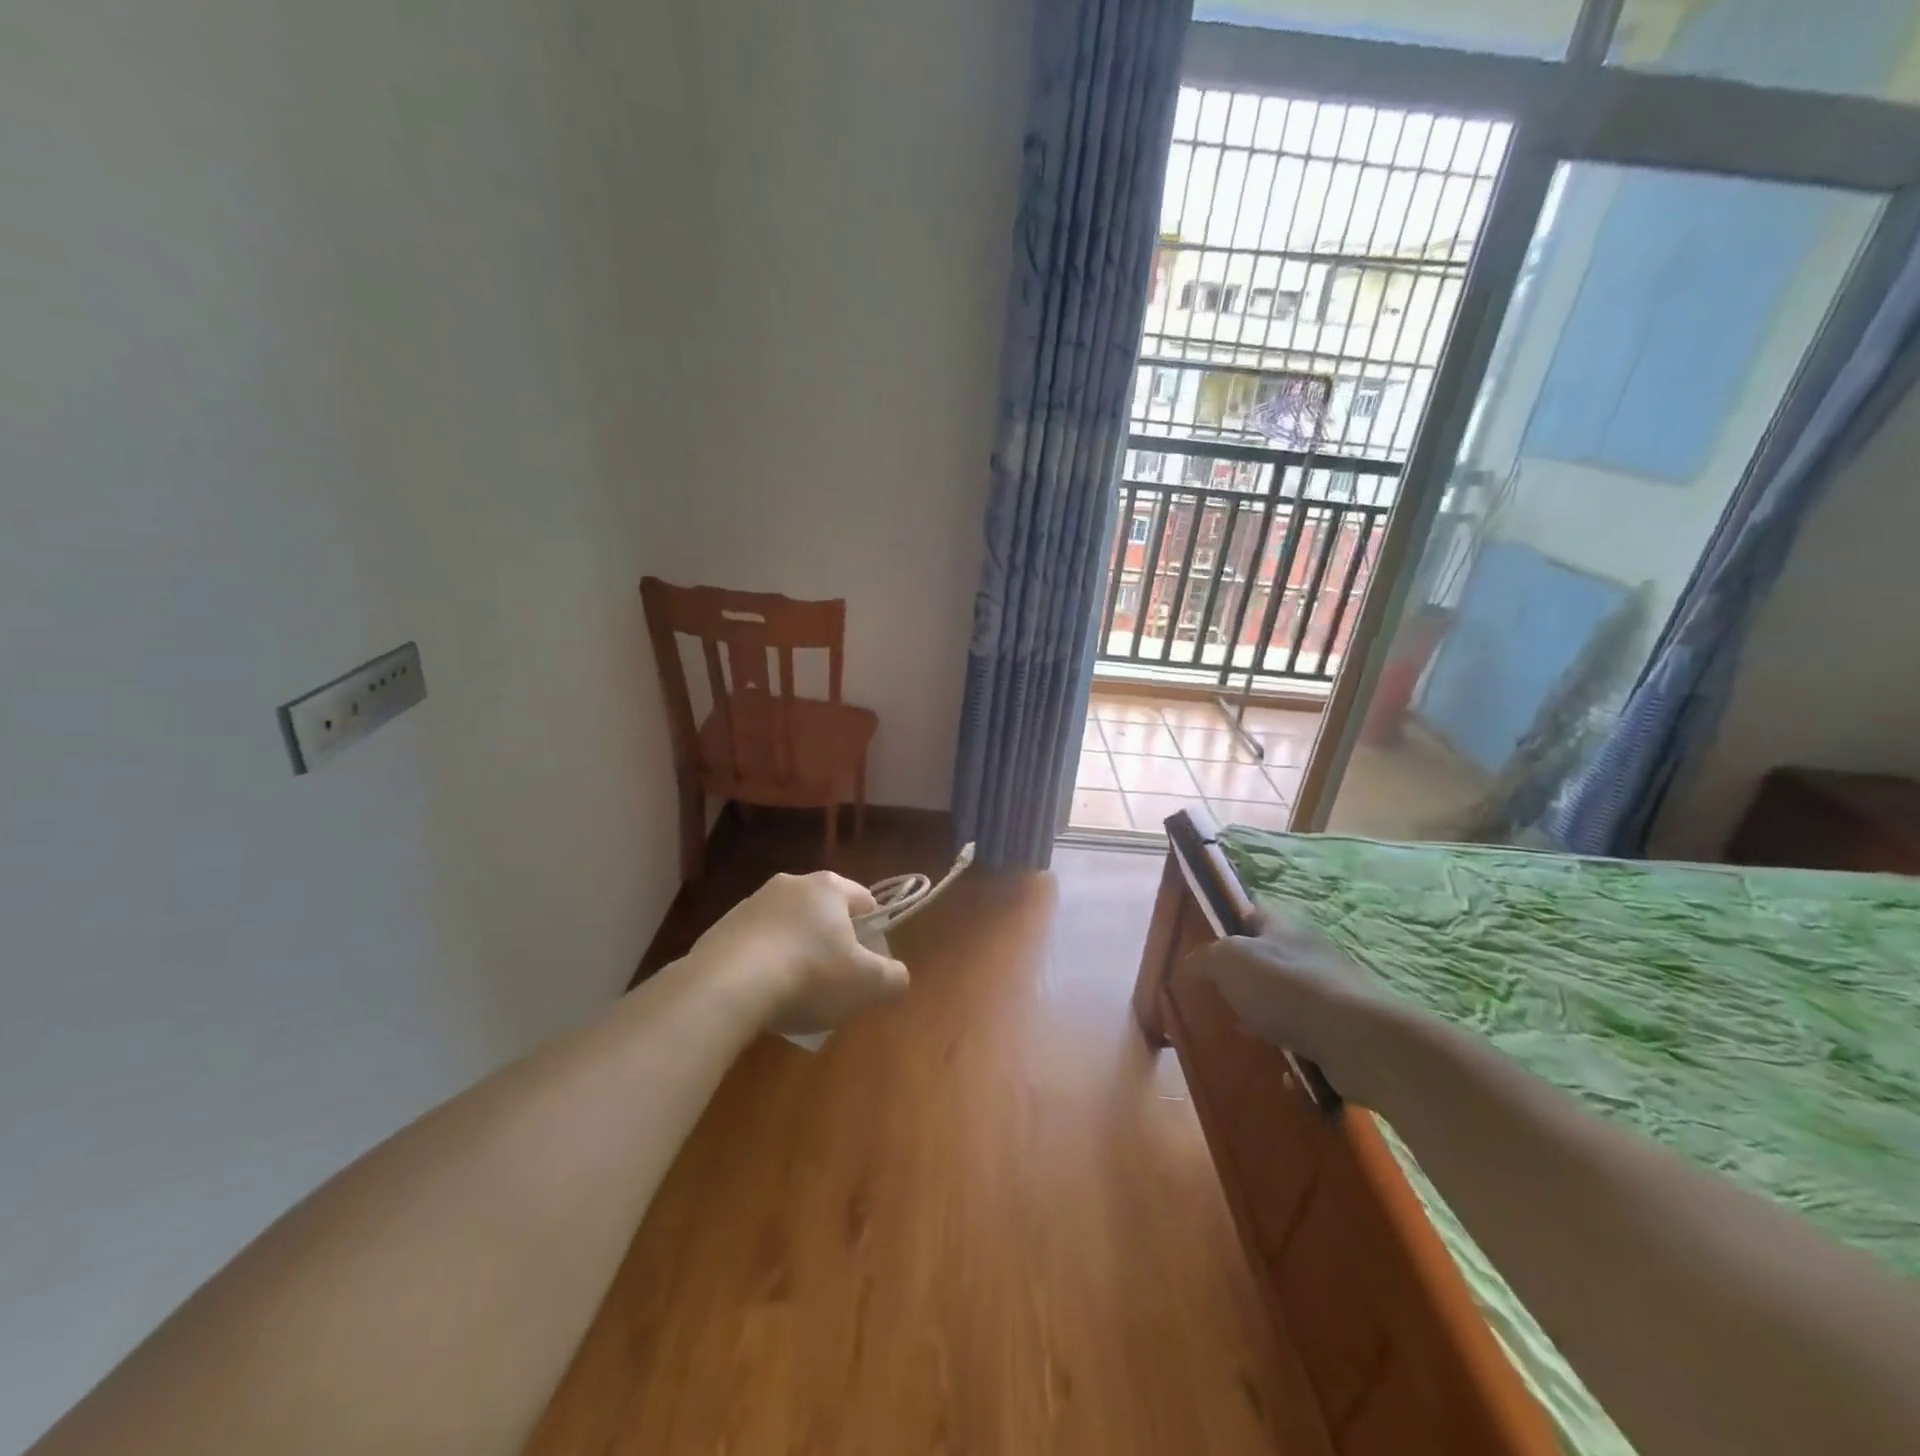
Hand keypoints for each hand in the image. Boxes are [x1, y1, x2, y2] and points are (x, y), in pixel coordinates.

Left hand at [689, 871, 909, 1034]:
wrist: (726, 987)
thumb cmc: (810, 975)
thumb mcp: (868, 984)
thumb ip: (893, 977)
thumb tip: (895, 976)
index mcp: (829, 886)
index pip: (865, 901)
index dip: (873, 934)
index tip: (868, 966)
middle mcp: (790, 884)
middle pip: (824, 914)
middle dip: (831, 945)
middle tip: (833, 984)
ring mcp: (751, 904)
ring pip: (787, 929)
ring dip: (795, 955)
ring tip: (793, 996)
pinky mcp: (720, 928)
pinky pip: (754, 947)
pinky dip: (762, 966)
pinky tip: (761, 998)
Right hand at [1191, 914, 1407, 1107]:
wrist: (1358, 1040)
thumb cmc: (1285, 988)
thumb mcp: (1228, 961)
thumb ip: (1204, 958)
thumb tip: (1191, 964)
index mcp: (1283, 928)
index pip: (1252, 912)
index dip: (1231, 921)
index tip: (1211, 941)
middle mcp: (1309, 953)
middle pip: (1270, 957)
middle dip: (1247, 977)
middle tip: (1223, 996)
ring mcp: (1332, 992)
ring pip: (1290, 999)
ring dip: (1270, 1016)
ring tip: (1248, 1035)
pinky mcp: (1347, 1030)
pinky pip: (1312, 1037)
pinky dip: (1296, 1051)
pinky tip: (1283, 1069)